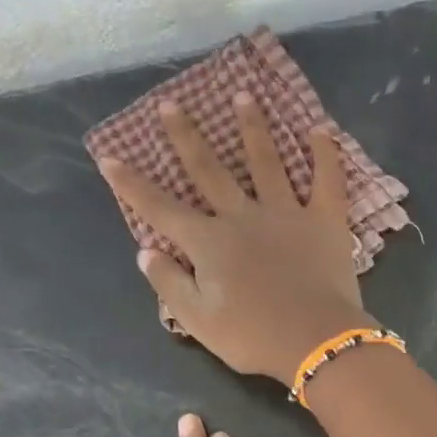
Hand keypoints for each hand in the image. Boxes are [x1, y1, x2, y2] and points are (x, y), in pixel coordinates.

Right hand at [98, 94, 375, 381]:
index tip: (110, 157)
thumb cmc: (253, 337)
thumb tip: (146, 251)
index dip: (133, 185)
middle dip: (186, 136)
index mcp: (209, 243)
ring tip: (243, 95)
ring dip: (253, 127)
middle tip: (171, 103)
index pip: (161, 209)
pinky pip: (326, 180)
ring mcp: (286, 214)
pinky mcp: (324, 221)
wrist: (315, 341)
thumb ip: (170, 284)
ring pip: (266, 161)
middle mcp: (242, 216)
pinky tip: (321, 129)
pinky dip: (325, 154)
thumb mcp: (198, 321)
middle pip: (209, 170)